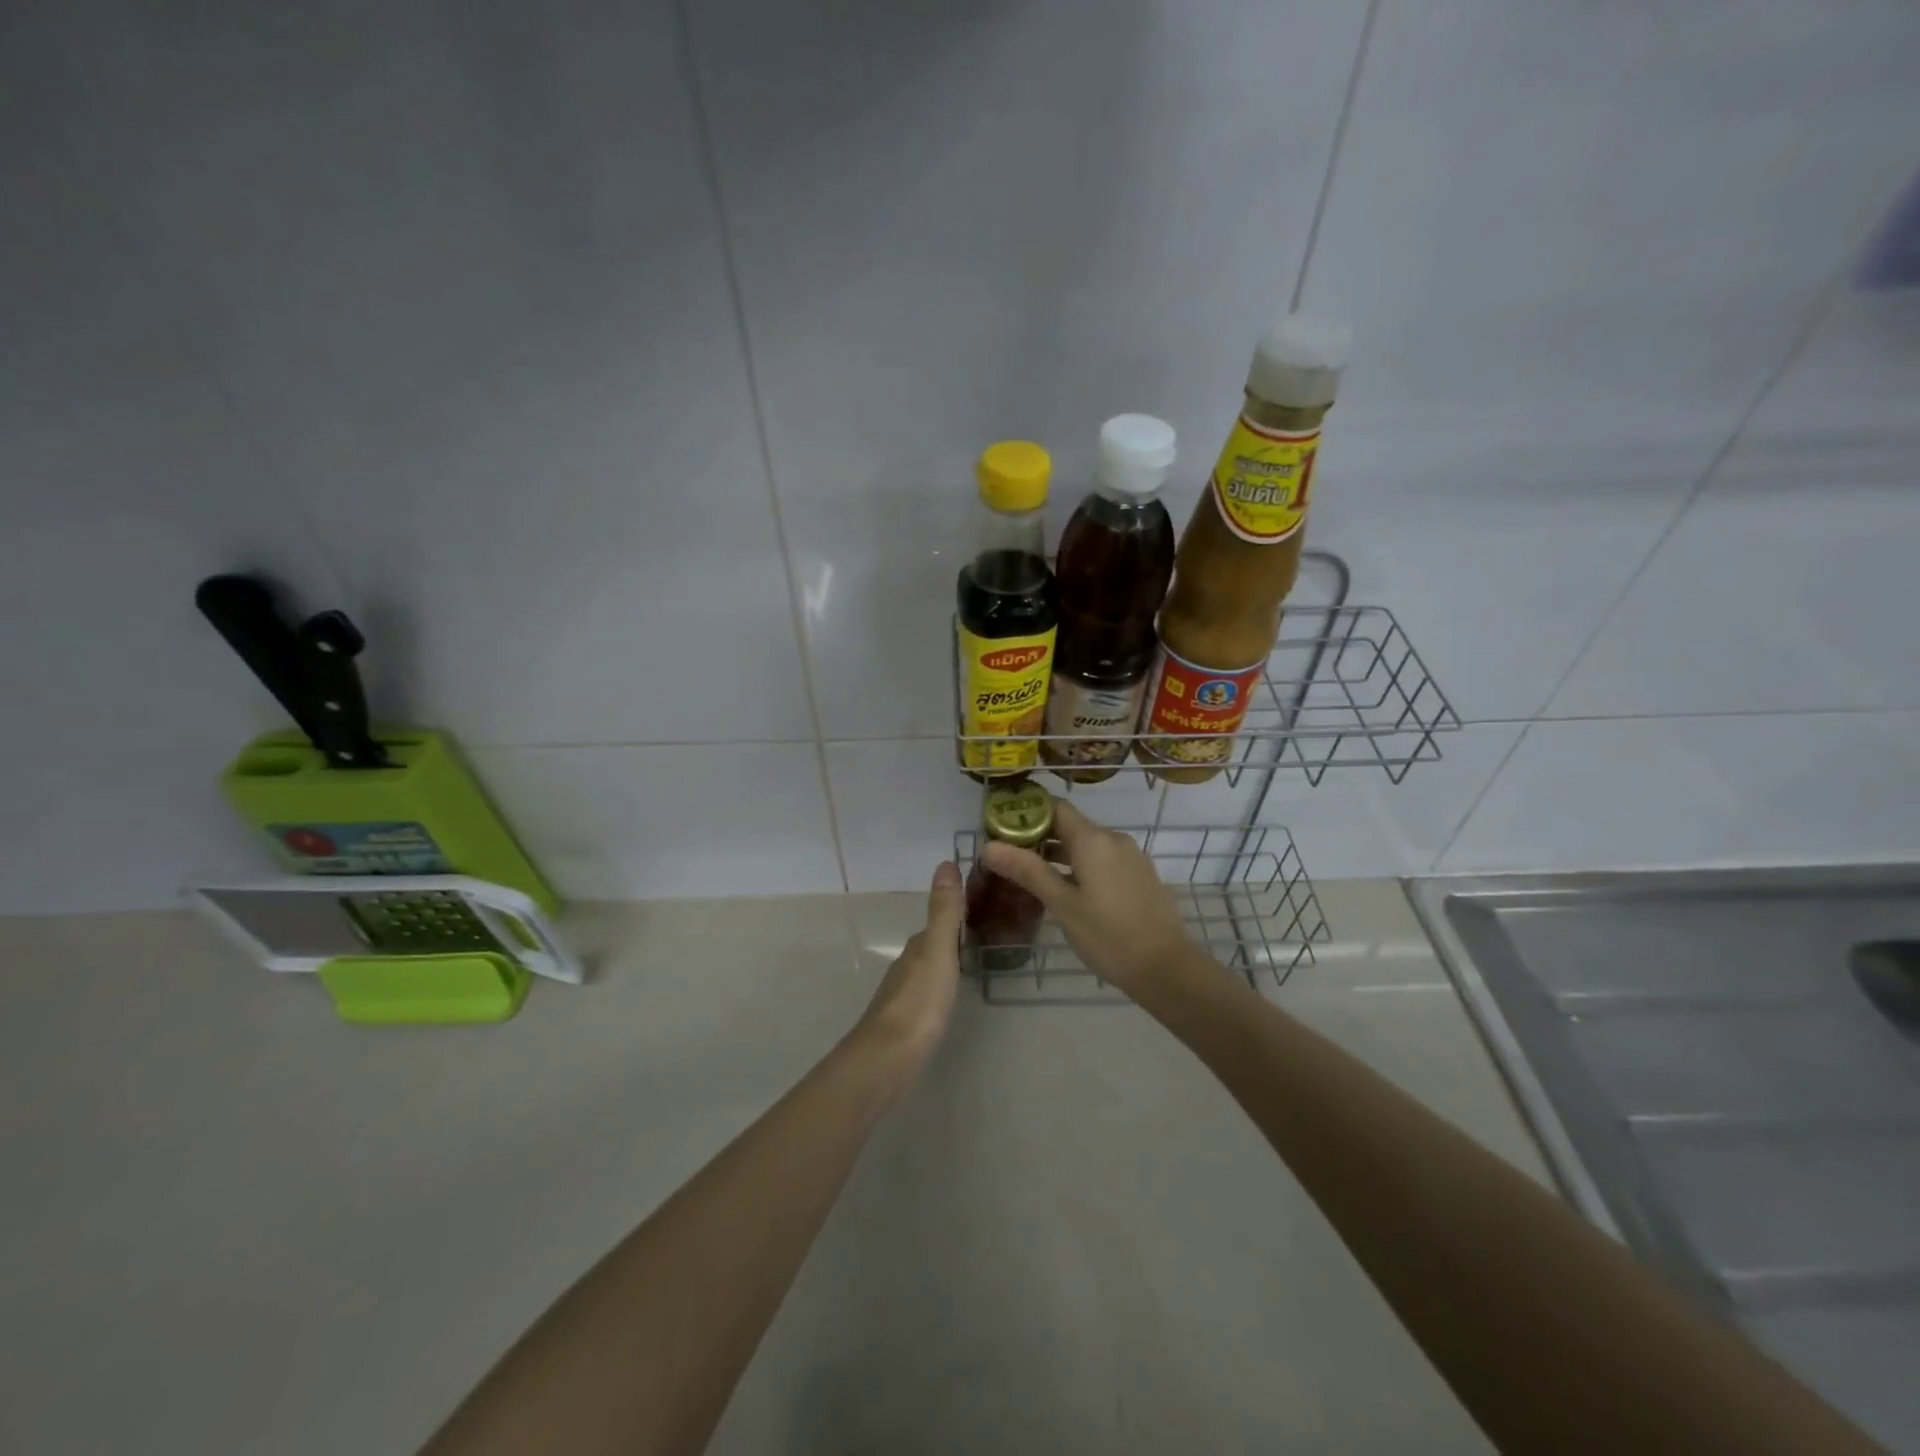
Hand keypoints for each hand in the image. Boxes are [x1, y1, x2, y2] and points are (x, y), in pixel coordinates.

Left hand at [851, 861, 963, 1076]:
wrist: (888, 1057)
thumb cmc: (920, 1001)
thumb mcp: (939, 950)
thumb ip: (944, 911)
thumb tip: (944, 862)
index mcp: (917, 947)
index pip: (937, 924)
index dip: (956, 915)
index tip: (979, 910)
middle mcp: (906, 966)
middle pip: (931, 947)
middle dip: (951, 940)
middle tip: (983, 938)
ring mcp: (902, 995)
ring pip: (926, 971)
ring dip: (944, 966)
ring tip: (970, 967)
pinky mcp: (903, 1023)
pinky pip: (925, 995)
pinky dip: (938, 989)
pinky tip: (947, 1001)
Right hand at [979, 800, 1193, 994]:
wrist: (1167, 967)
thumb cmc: (1108, 935)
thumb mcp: (1062, 904)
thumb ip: (1027, 871)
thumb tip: (988, 846)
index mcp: (1094, 839)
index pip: (1055, 807)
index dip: (1027, 814)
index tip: (1002, 831)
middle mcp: (1114, 839)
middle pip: (1070, 825)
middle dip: (1039, 838)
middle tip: (1009, 859)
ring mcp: (1131, 857)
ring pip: (1087, 845)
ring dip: (1059, 855)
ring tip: (1031, 877)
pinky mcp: (1140, 876)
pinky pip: (1104, 860)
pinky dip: (1081, 867)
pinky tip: (1067, 892)